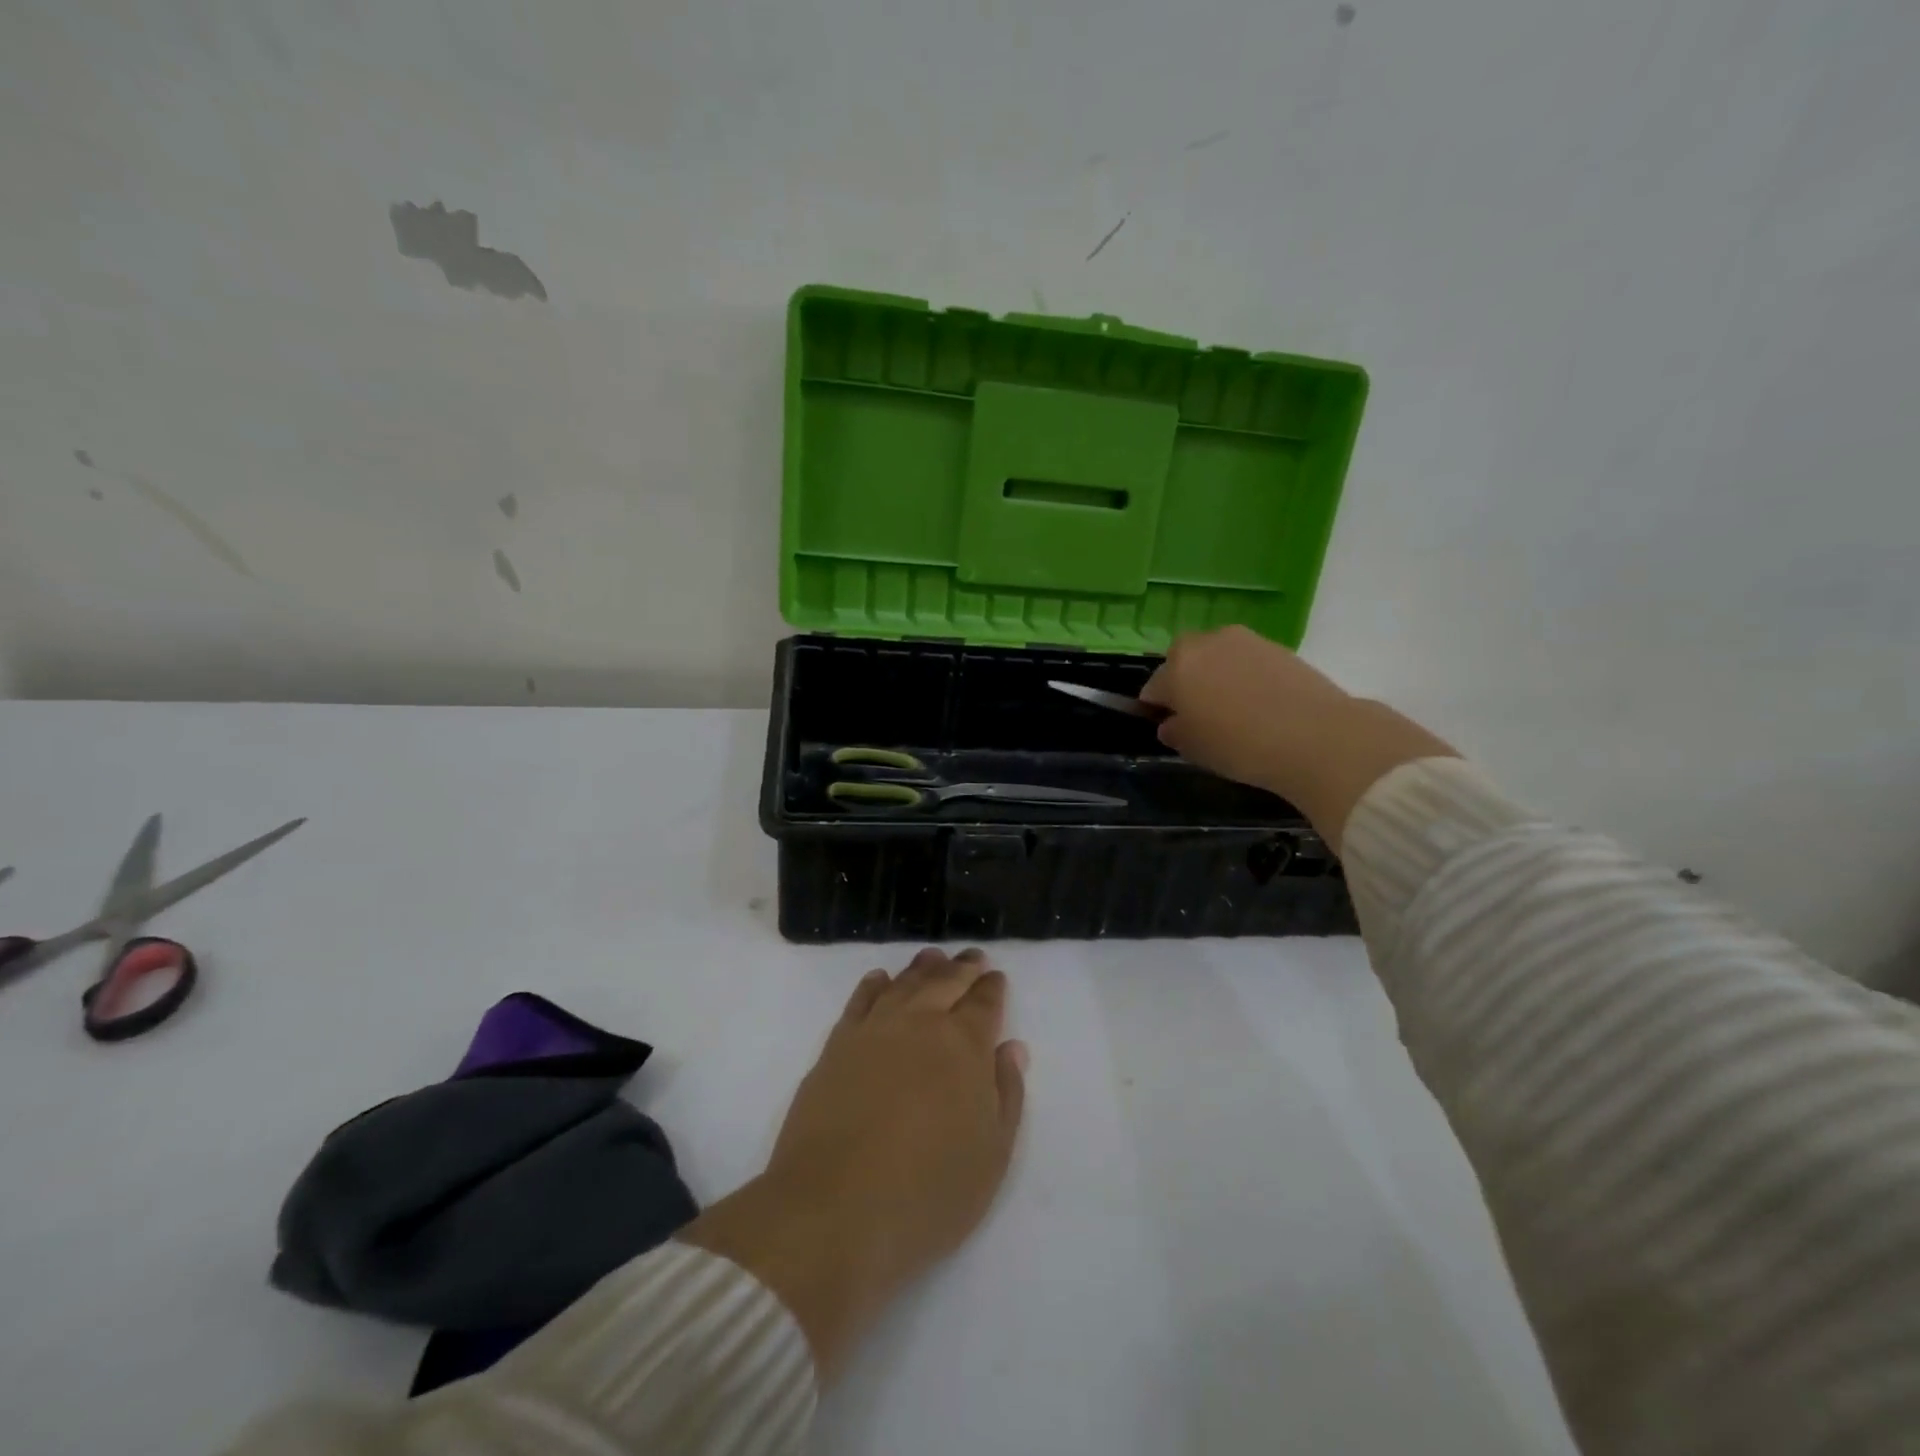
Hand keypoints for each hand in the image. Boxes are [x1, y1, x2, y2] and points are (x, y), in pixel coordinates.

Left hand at [681, 948, 1026, 1375]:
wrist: (834, 1211)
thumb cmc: (927, 1194)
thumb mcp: (991, 1157)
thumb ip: (1007, 1095)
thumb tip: (1011, 1048)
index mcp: (964, 1046)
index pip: (983, 1003)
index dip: (992, 988)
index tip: (996, 977)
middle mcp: (920, 1024)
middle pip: (945, 982)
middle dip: (962, 968)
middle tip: (972, 956)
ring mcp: (874, 1031)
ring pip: (903, 984)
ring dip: (921, 968)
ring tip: (932, 957)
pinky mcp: (836, 1046)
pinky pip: (859, 1001)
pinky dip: (872, 985)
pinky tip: (879, 979)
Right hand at [1140, 625, 1455, 847]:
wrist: (1316, 737)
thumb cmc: (1240, 745)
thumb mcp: (1195, 749)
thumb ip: (1175, 732)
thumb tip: (1172, 723)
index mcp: (1178, 666)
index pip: (1153, 688)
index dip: (1157, 709)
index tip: (1169, 727)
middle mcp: (1207, 643)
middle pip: (1185, 661)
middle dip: (1186, 683)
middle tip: (1200, 716)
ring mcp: (1247, 641)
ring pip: (1219, 658)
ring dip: (1218, 677)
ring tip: (1234, 712)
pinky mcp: (1280, 647)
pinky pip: (1249, 662)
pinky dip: (1247, 678)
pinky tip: (1262, 706)